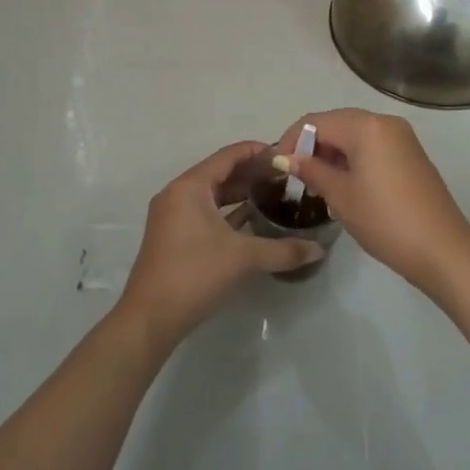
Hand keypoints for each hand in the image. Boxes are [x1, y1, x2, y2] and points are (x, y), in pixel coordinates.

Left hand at [117, 140, 323, 348]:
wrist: (151, 317)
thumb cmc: (195, 274)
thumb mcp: (243, 258)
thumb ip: (283, 250)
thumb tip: (319, 249)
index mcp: (190, 186)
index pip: (228, 155)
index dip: (257, 151)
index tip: (285, 155)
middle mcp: (178, 193)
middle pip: (220, 172)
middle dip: (252, 173)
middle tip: (285, 177)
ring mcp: (173, 215)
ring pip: (212, 194)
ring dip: (240, 193)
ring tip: (274, 194)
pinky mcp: (174, 236)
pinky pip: (205, 212)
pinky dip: (227, 212)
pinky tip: (252, 219)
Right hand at [275, 109, 469, 293]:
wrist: (442, 249)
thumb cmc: (385, 220)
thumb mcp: (340, 196)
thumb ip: (311, 170)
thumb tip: (287, 158)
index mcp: (366, 126)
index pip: (316, 121)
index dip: (291, 140)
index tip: (276, 166)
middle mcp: (385, 122)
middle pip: (336, 123)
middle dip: (311, 145)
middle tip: (294, 176)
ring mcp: (402, 137)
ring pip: (355, 134)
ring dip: (332, 153)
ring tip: (315, 184)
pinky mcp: (410, 154)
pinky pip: (372, 145)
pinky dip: (353, 158)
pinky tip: (343, 184)